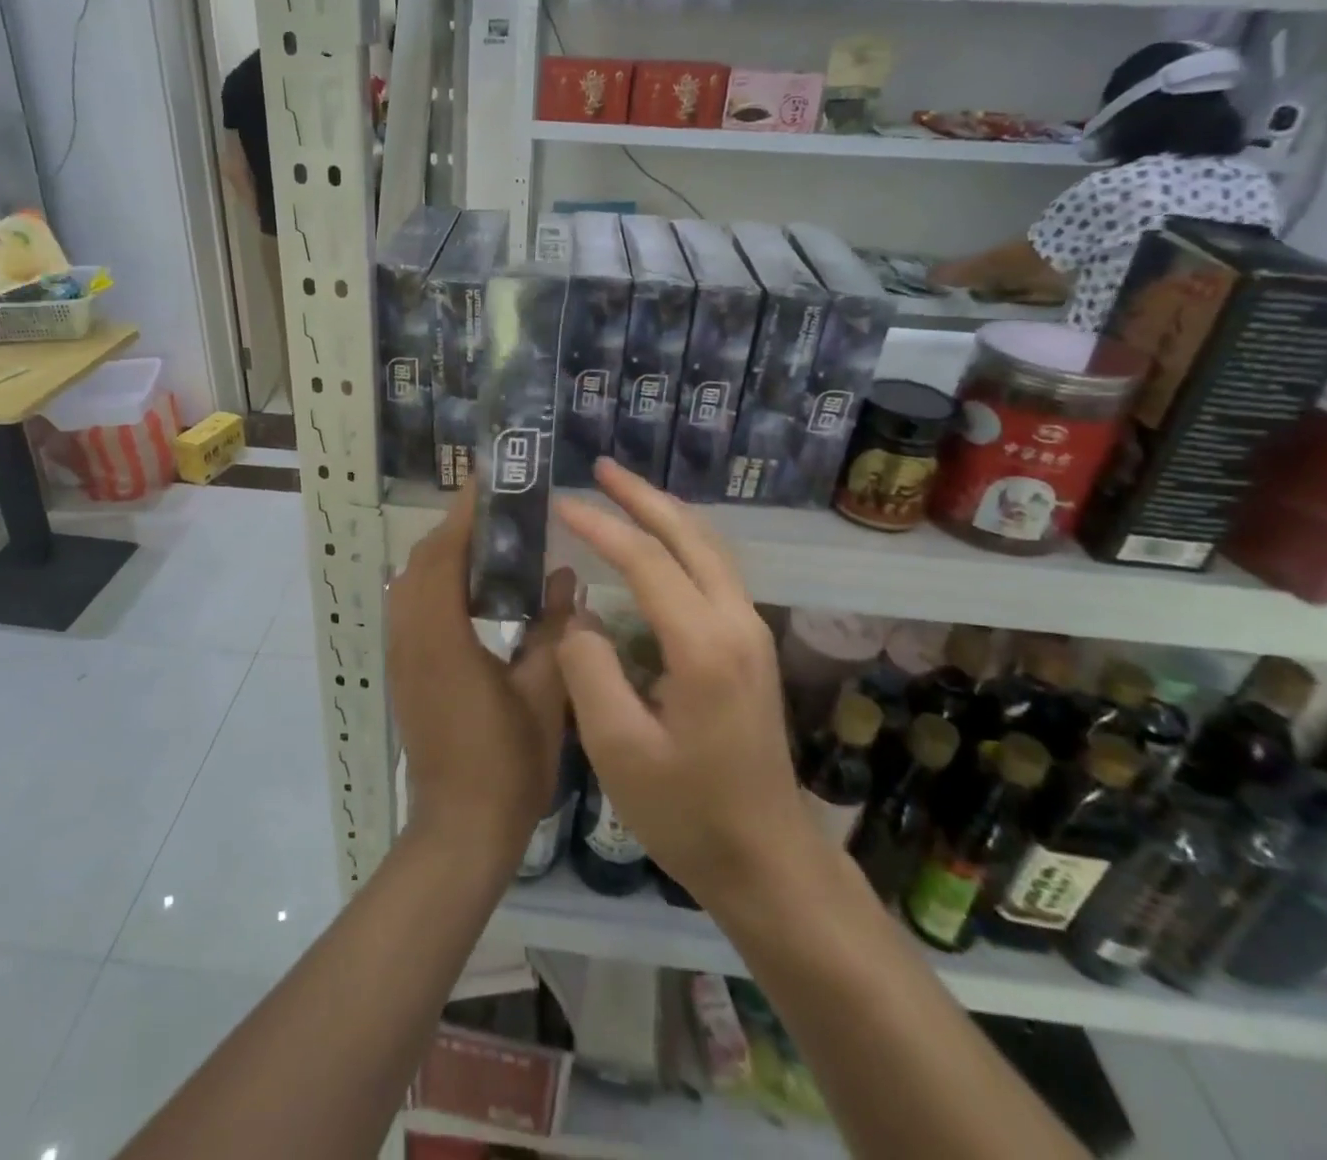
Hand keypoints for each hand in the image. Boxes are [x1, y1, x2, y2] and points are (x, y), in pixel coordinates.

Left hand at [388, 484, 581, 862]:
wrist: (459, 830)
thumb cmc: (507, 763)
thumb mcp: (544, 693)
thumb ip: (554, 629)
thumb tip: (566, 578)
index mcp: (442, 636)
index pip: (444, 554)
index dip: (462, 514)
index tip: (486, 483)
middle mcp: (411, 637)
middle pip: (420, 563)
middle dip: (454, 531)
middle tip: (499, 515)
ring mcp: (401, 657)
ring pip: (410, 586)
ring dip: (442, 558)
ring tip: (490, 547)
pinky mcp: (403, 673)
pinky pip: (411, 610)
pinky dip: (435, 586)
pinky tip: (474, 596)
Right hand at [556, 458, 822, 910]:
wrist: (766, 858)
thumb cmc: (686, 812)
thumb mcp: (618, 749)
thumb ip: (590, 670)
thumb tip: (578, 615)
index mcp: (703, 645)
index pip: (646, 560)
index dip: (600, 527)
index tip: (560, 504)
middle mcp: (736, 622)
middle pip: (690, 535)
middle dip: (643, 497)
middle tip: (600, 468)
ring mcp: (751, 631)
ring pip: (710, 547)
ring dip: (666, 513)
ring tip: (624, 492)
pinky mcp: (751, 646)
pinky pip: (716, 570)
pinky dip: (683, 540)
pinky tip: (659, 542)